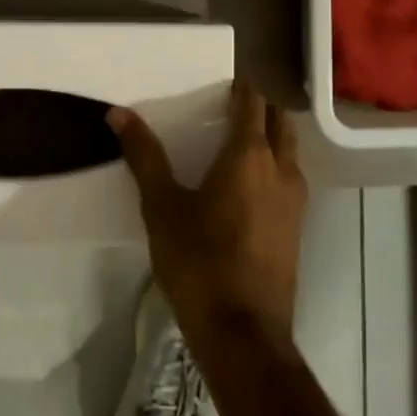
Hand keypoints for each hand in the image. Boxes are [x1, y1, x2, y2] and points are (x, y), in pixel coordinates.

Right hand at [109, 80, 306, 347]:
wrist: (243, 333)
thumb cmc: (199, 261)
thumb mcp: (162, 207)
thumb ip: (144, 156)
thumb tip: (119, 113)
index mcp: (250, 156)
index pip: (253, 103)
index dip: (240, 88)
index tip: (221, 82)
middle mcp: (281, 170)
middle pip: (281, 122)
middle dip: (261, 108)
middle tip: (229, 107)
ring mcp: (295, 201)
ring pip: (290, 152)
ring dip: (272, 137)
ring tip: (236, 141)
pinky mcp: (296, 228)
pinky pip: (289, 178)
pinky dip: (274, 166)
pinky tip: (246, 186)